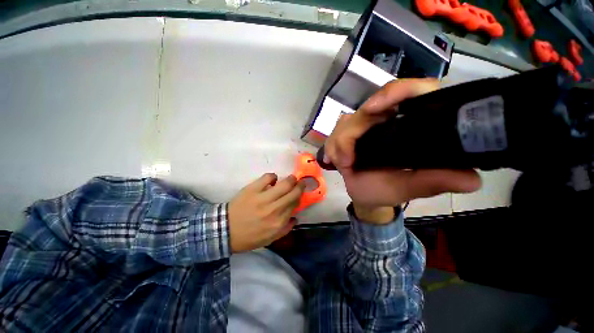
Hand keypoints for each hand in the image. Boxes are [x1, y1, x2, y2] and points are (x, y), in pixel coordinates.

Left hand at [229, 173, 303, 252]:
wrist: (225, 231)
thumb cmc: (249, 236)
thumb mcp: (270, 238)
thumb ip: (286, 229)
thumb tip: (295, 217)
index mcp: (279, 222)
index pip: (295, 204)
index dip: (299, 197)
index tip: (299, 194)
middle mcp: (275, 209)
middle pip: (294, 192)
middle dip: (300, 185)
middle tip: (300, 182)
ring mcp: (263, 198)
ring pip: (284, 184)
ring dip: (291, 179)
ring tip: (291, 178)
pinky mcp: (253, 189)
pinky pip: (268, 177)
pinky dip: (273, 176)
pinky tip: (273, 179)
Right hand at [324, 79, 481, 217]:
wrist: (365, 195)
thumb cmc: (386, 191)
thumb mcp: (408, 188)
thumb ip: (433, 182)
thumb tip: (472, 180)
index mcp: (413, 125)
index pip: (414, 91)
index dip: (395, 92)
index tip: (372, 110)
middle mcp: (390, 119)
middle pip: (368, 108)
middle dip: (351, 134)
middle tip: (346, 161)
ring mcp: (367, 125)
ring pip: (347, 121)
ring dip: (339, 143)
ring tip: (341, 164)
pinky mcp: (350, 132)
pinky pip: (335, 131)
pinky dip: (331, 146)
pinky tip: (332, 160)